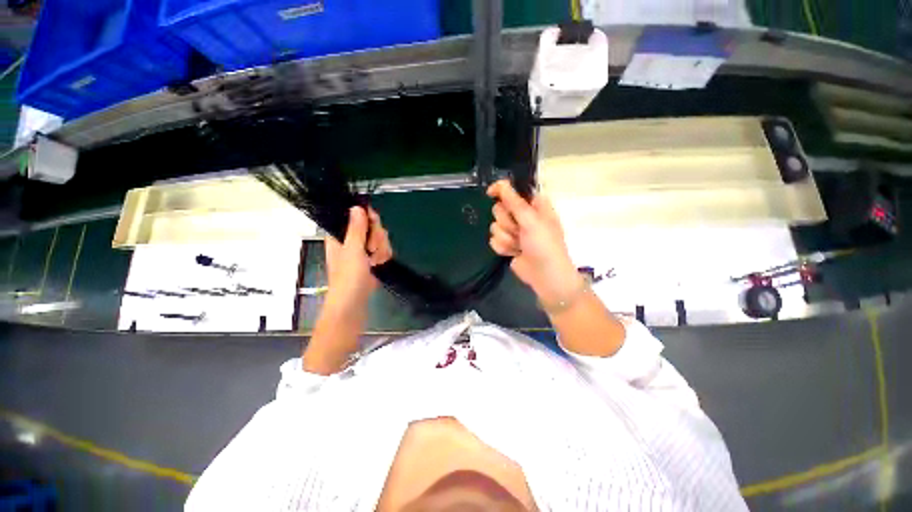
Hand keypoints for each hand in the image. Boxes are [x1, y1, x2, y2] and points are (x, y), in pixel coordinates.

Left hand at [324, 206, 392, 313]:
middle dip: (377, 238)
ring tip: (375, 262)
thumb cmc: (348, 276)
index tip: (374, 223)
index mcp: (341, 235)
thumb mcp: (352, 249)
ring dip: (381, 250)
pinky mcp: (372, 260)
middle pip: (372, 227)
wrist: (353, 302)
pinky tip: (379, 265)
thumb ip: (356, 228)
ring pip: (380, 239)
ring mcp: (363, 251)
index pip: (357, 216)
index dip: (368, 218)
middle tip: (372, 249)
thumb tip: (356, 207)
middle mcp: (352, 240)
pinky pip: (383, 250)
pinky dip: (384, 257)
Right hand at [487, 180, 580, 304]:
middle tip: (519, 231)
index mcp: (533, 205)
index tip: (491, 193)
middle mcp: (522, 216)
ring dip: (506, 237)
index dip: (502, 191)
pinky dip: (503, 247)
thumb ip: (514, 201)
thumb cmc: (544, 245)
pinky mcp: (507, 244)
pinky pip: (494, 240)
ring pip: (495, 226)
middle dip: (507, 222)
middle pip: (499, 209)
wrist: (545, 275)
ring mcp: (514, 231)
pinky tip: (514, 253)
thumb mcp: (531, 220)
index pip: (513, 190)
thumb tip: (500, 183)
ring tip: (519, 245)